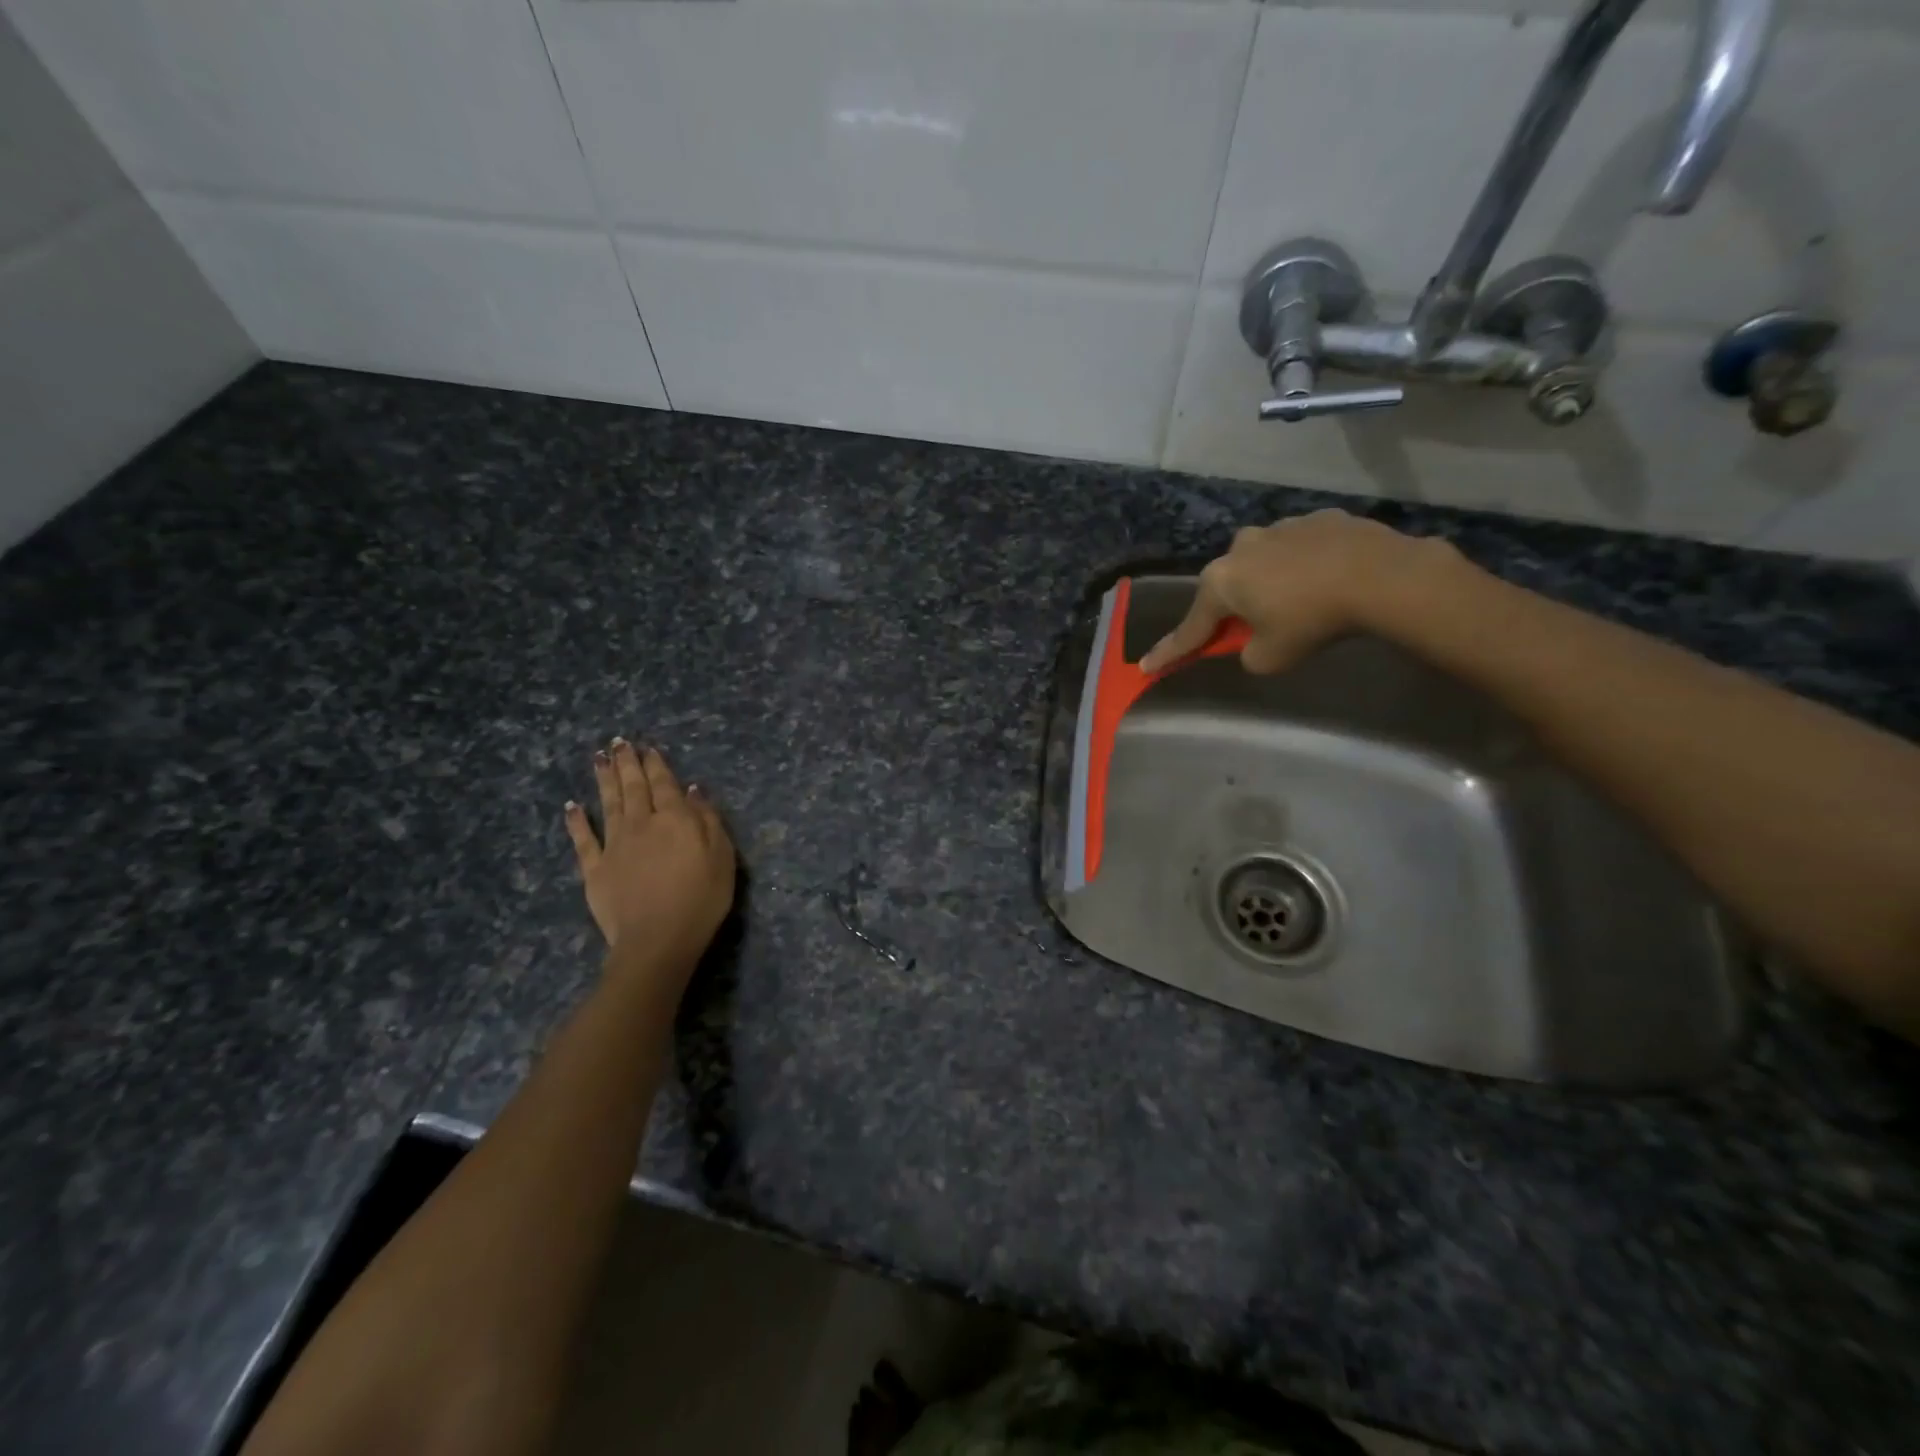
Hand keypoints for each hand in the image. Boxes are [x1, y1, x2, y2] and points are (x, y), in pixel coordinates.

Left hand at [564, 739, 735, 977]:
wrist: (658, 940)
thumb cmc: (701, 899)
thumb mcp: (722, 857)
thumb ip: (708, 820)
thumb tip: (692, 790)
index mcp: (675, 819)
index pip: (665, 784)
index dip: (656, 764)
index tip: (648, 747)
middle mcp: (642, 824)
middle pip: (634, 788)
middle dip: (627, 763)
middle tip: (619, 742)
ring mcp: (614, 846)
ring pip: (608, 804)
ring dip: (604, 780)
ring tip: (599, 758)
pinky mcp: (595, 869)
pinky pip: (583, 840)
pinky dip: (576, 821)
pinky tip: (571, 806)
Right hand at [1139, 510, 1454, 675]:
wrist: (1380, 576)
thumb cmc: (1312, 621)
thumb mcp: (1270, 658)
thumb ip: (1247, 652)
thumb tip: (1252, 642)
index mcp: (1221, 582)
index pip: (1190, 628)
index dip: (1170, 652)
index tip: (1146, 667)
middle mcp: (1240, 547)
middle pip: (1227, 587)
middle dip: (1233, 608)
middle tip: (1251, 629)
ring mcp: (1279, 527)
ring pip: (1263, 563)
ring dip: (1270, 582)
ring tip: (1301, 601)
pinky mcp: (1318, 519)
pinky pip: (1299, 549)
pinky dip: (1304, 566)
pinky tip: (1328, 580)